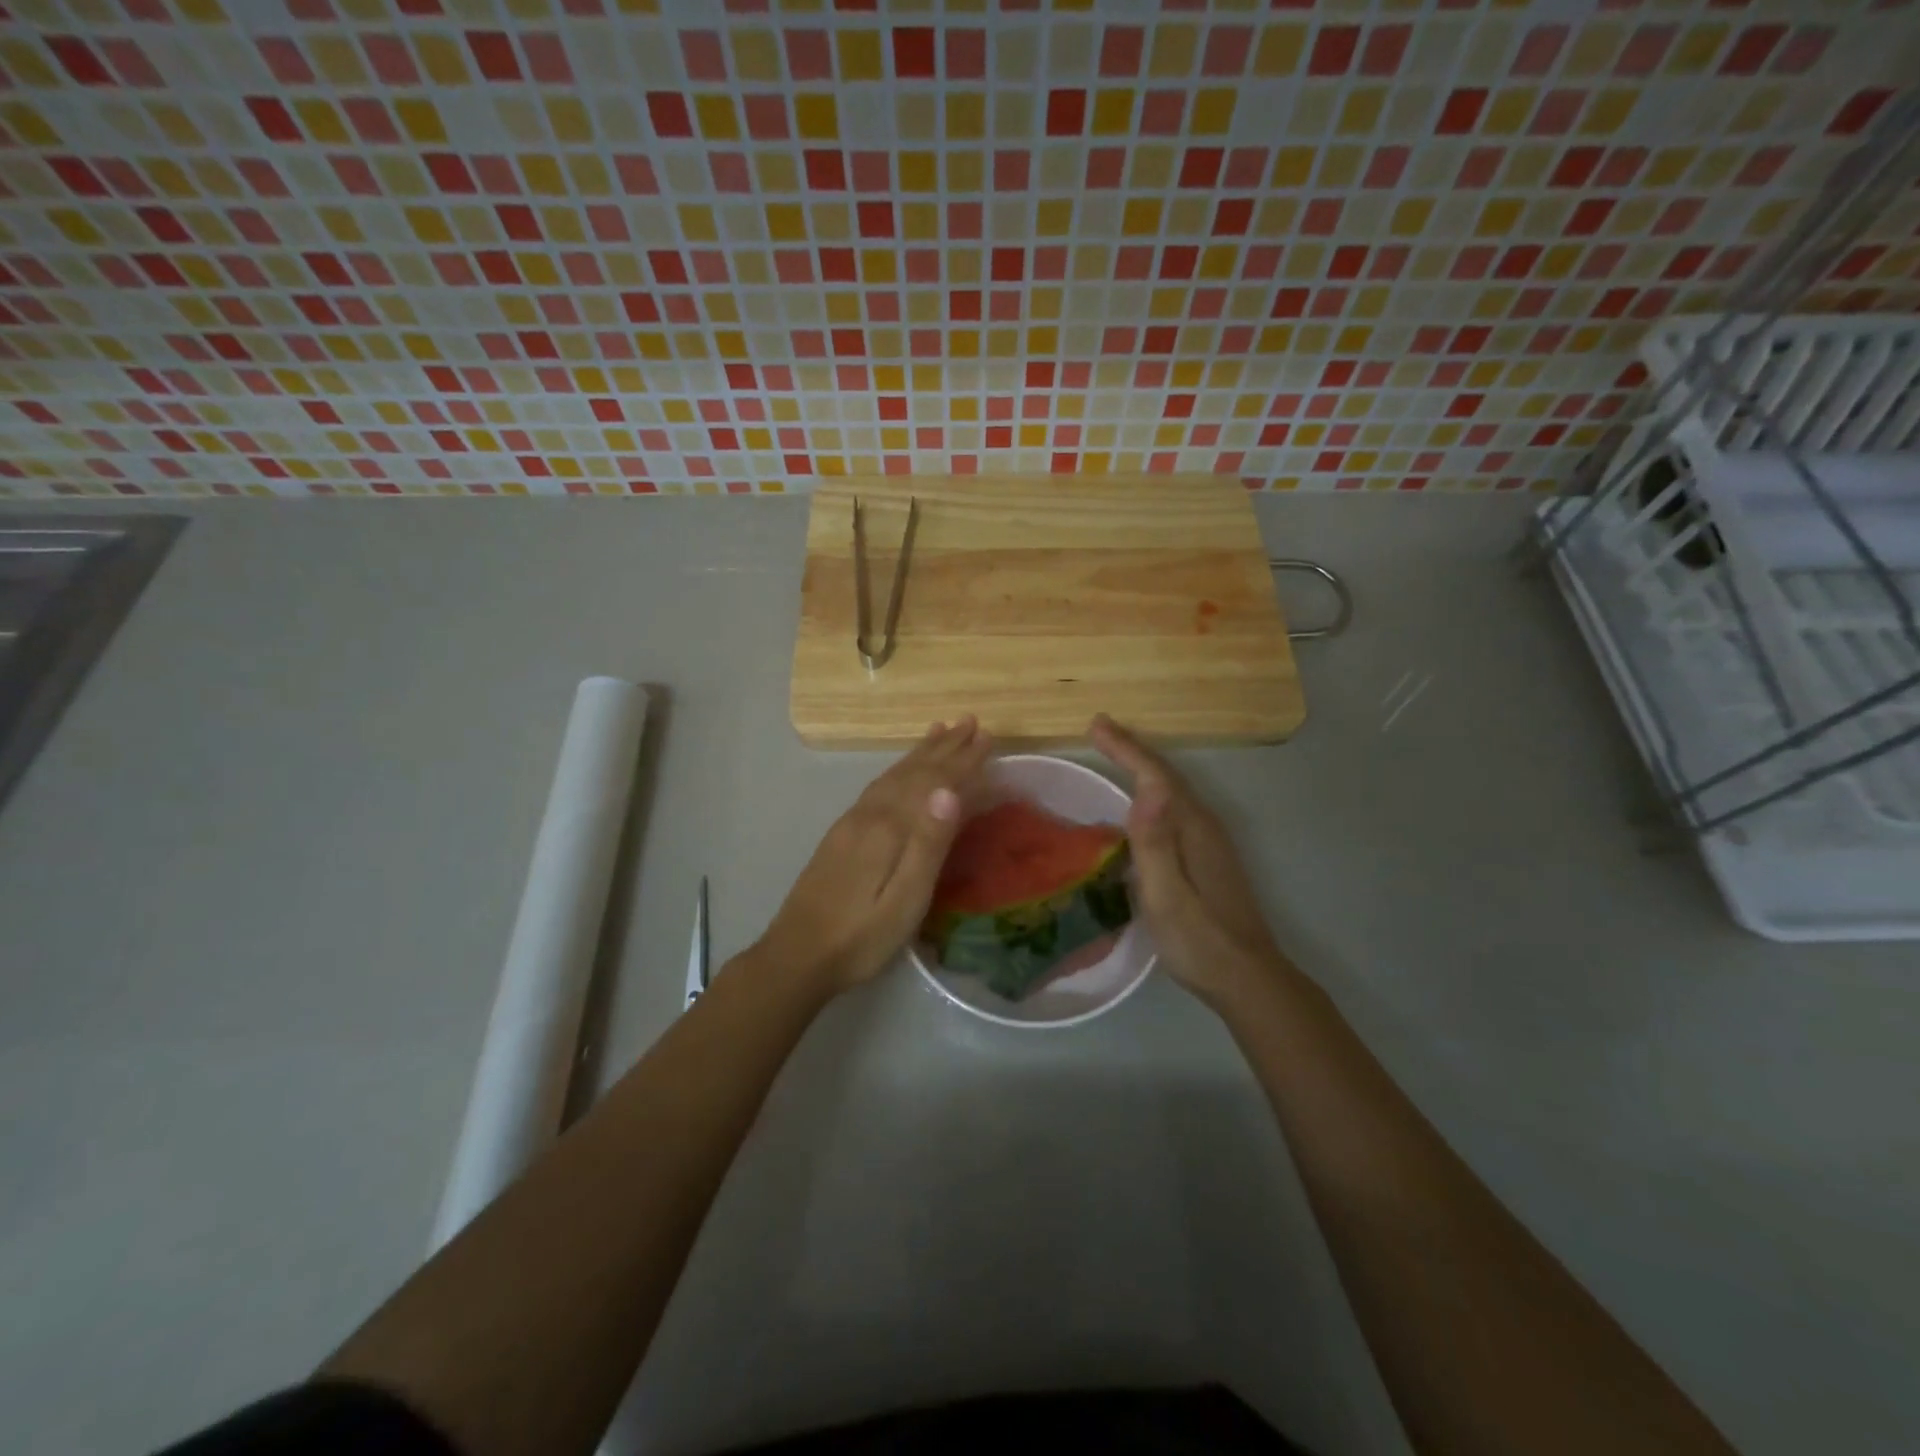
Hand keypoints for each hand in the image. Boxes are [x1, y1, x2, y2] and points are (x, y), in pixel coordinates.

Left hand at [758, 717, 993, 993]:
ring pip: (893, 775)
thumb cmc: (861, 937)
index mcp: (889, 828)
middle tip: (969, 721)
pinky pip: (878, 786)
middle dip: (944, 746)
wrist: (797, 956)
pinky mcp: (841, 834)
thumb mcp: (905, 900)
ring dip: (920, 753)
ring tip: (939, 730)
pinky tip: (900, 772)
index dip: (962, 760)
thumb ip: (928, 844)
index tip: (986, 735)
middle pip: (912, 771)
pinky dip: (897, 770)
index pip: (933, 782)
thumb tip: (950, 789)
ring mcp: (851, 822)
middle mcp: (870, 814)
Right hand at [1091, 714, 1285, 1011]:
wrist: (1247, 976)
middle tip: (1099, 731)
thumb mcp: (1167, 896)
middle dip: (1132, 751)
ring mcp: (1210, 842)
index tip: (1096, 724)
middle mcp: (1204, 826)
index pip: (1156, 777)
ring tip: (1115, 755)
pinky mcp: (1208, 857)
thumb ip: (1155, 844)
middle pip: (1166, 777)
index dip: (1126, 748)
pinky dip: (1153, 793)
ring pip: (1172, 791)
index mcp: (1192, 829)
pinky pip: (1174, 808)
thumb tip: (1147, 791)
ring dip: (1143, 769)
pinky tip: (1140, 805)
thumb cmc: (1199, 940)